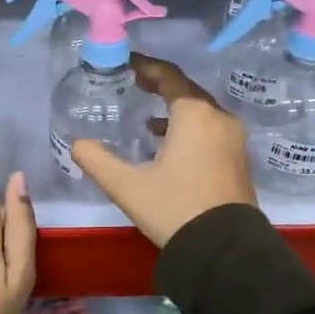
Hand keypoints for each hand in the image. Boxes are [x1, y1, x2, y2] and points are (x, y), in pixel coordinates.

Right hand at [69, 55, 256, 246]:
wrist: (224, 251)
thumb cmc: (174, 208)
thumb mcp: (127, 186)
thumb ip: (97, 160)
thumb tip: (76, 144)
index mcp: (194, 114)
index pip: (168, 76)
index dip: (146, 66)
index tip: (127, 63)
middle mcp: (219, 118)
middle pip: (187, 90)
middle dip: (160, 84)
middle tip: (134, 83)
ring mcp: (234, 139)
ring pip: (201, 111)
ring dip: (176, 107)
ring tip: (148, 116)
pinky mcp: (238, 159)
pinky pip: (211, 128)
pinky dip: (189, 126)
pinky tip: (169, 144)